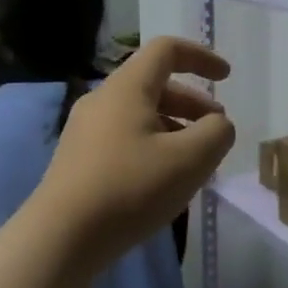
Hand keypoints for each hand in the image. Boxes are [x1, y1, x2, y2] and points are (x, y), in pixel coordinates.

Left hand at [34, 37, 235, 270]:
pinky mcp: (78, 160)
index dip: (201, 57)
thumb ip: (216, 133)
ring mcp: (85, 131)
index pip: (166, 50)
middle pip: (153, 84)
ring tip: (195, 161)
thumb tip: (217, 124)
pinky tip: (163, 180)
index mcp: (127, 88)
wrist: (61, 237)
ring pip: (138, 114)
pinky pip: (124, 138)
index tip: (227, 77)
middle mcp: (102, 100)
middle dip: (191, 101)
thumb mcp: (190, 160)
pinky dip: (152, 146)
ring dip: (173, 127)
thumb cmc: (130, 188)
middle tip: (216, 128)